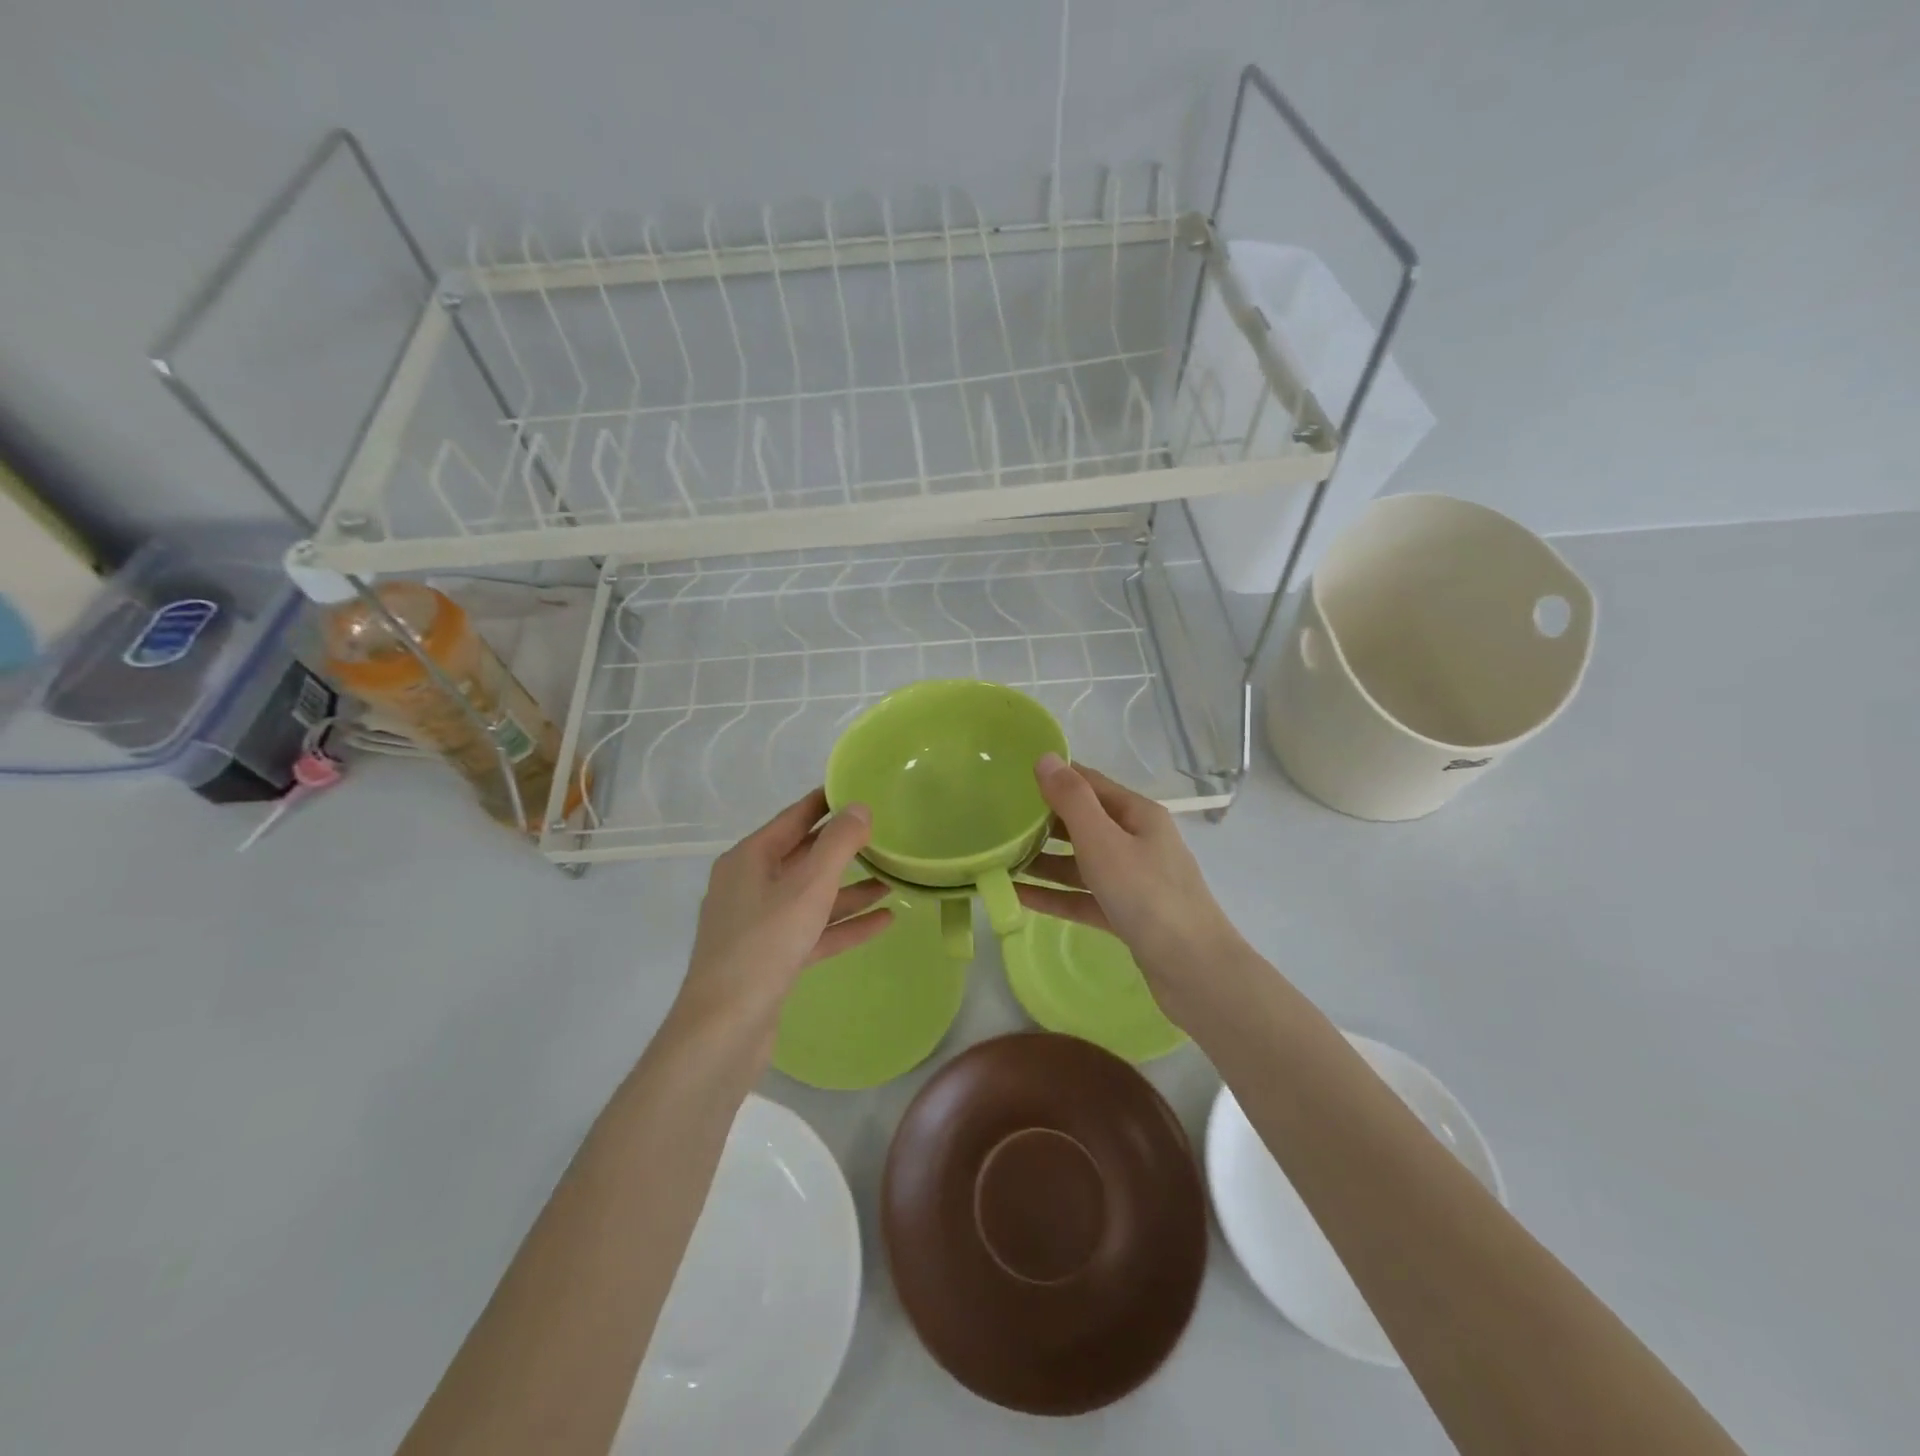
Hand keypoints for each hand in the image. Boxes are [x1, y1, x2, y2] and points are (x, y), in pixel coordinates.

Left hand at [672, 789, 891, 1057]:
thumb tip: (859, 807)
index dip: (826, 802)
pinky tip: (883, 921)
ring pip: (811, 897)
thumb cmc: (765, 944)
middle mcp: (750, 885)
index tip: (859, 789)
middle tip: (885, 834)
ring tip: (892, 880)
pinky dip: (844, 924)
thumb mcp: (808, 887)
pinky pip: (813, 930)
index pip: (794, 818)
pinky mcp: (771, 958)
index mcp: (749, 859)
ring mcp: (759, 924)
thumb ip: (838, 844)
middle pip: (804, 856)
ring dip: (850, 890)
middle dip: (844, 848)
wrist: (724, 1028)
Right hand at [1015, 755, 1244, 1025]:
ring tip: (999, 859)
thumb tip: (1046, 758)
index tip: (1012, 777)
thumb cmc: (1148, 896)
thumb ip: (1072, 800)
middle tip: (997, 820)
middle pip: (1084, 823)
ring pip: (1080, 863)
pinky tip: (1018, 896)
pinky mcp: (1126, 914)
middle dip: (1043, 821)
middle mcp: (1137, 841)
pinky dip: (1054, 895)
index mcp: (1138, 815)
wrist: (1194, 971)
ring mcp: (1133, 880)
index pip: (1090, 784)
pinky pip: (1082, 897)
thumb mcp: (1103, 842)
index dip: (1055, 777)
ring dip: (1043, 861)